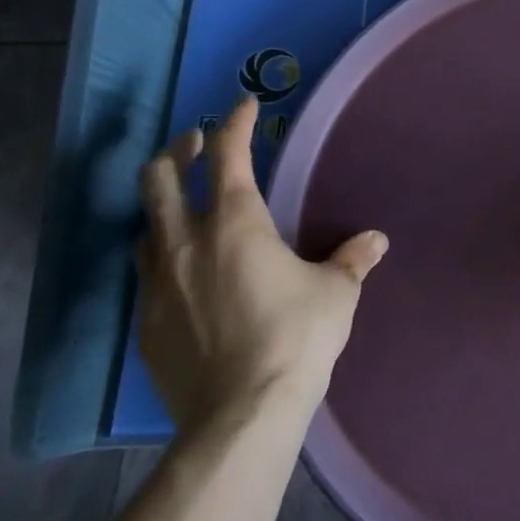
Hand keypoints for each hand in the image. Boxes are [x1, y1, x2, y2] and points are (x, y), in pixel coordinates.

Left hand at [137, 98, 386, 436]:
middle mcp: (187, 243)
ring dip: (162, 202)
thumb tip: (374, 240)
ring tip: (183, 203)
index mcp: (236, 224)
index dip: (234, 124)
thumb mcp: (337, 293)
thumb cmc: (296, 338)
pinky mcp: (145, 323)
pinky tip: (182, 269)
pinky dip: (162, 252)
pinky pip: (146, 271)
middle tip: (196, 142)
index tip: (243, 104)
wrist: (240, 416)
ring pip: (145, 225)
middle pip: (160, 179)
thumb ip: (352, 259)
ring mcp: (157, 284)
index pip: (227, 156)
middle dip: (177, 150)